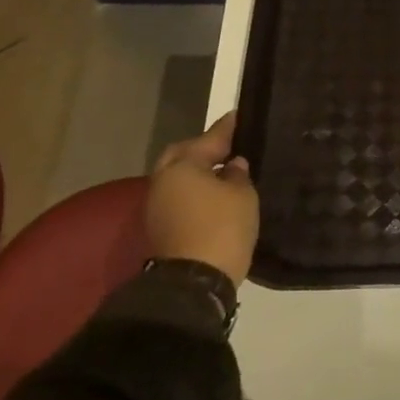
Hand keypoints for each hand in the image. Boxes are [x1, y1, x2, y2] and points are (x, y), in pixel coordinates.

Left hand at [145, 112, 257, 284]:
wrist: (195, 283)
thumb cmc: (222, 228)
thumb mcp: (242, 196)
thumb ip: (238, 175)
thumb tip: (233, 165)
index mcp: (181, 167)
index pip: (208, 139)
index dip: (226, 128)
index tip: (238, 116)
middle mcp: (163, 182)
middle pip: (182, 155)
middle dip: (203, 149)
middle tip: (228, 145)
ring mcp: (157, 207)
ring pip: (178, 178)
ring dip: (197, 172)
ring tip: (224, 170)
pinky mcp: (161, 228)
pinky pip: (179, 198)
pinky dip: (195, 192)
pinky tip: (215, 195)